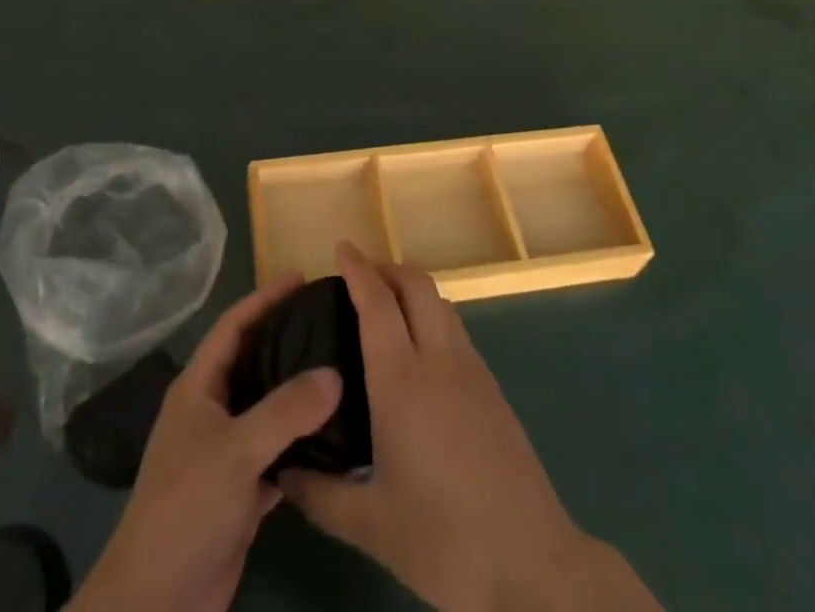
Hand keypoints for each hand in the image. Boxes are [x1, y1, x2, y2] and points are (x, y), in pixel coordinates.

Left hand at [70, 276, 342, 611]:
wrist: (157, 600)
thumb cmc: (187, 507)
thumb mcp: (236, 451)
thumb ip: (285, 410)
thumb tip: (334, 373)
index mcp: (198, 388)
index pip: (233, 326)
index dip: (264, 298)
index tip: (300, 276)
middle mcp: (211, 411)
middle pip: (252, 361)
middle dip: (286, 338)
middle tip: (329, 319)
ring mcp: (225, 452)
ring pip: (267, 408)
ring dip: (297, 391)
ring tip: (339, 367)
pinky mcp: (240, 490)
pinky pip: (277, 452)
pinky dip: (302, 442)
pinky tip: (335, 436)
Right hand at [282, 244, 660, 611]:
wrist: (533, 566)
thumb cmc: (445, 542)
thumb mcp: (372, 527)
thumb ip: (320, 495)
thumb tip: (282, 472)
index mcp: (402, 382)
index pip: (378, 303)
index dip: (358, 269)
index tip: (340, 248)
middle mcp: (438, 360)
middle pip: (416, 284)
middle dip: (387, 267)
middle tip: (358, 275)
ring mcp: (472, 370)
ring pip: (440, 302)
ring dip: (411, 289)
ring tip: (385, 307)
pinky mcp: (492, 387)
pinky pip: (455, 329)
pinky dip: (431, 316)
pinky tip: (419, 351)